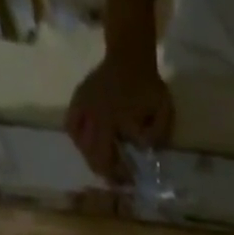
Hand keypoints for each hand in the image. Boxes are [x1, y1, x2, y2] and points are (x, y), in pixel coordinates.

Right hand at [67, 52, 173, 182]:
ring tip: (105, 162)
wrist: (130, 53)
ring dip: (91, 157)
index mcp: (111, 118)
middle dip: (104, 171)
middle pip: (91, 155)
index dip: (116, 175)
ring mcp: (83, 105)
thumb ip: (157, 133)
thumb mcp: (162, 109)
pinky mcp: (79, 99)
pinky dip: (78, 139)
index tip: (128, 181)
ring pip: (80, 143)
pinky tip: (90, 144)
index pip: (106, 158)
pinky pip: (71, 125)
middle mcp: (92, 114)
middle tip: (117, 177)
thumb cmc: (148, 84)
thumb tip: (143, 150)